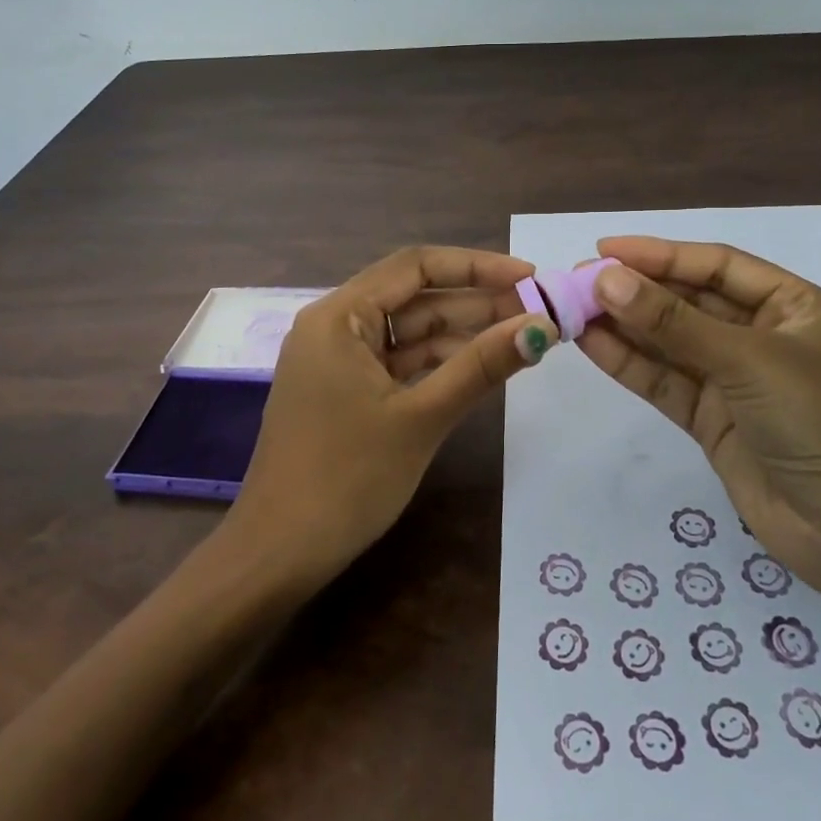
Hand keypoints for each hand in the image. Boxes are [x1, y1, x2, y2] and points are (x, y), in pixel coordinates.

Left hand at [227, 246, 557, 585]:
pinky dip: (438, 363)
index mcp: (338, 316)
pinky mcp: (344, 391)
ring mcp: (337, 361)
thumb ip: (481, 365)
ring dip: (461, 334)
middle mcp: (333, 326)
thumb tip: (541, 326)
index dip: (476, 266)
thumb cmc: (347, 478)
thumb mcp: (422, 417)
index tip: (528, 276)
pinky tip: (481, 367)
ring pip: (409, 332)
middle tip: (537, 311)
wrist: (279, 554)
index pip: (415, 266)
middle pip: (414, 297)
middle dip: (475, 303)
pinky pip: (398, 362)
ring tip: (521, 337)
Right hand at [576, 236, 820, 597]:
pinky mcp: (713, 420)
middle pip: (689, 301)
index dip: (660, 254)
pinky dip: (629, 364)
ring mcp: (735, 381)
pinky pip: (665, 382)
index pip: (717, 266)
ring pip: (671, 342)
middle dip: (636, 290)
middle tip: (578, 279)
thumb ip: (673, 322)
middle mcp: (763, 337)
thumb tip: (606, 279)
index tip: (605, 248)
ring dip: (625, 325)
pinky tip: (591, 343)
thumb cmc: (819, 423)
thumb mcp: (747, 361)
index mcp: (792, 307)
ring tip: (572, 308)